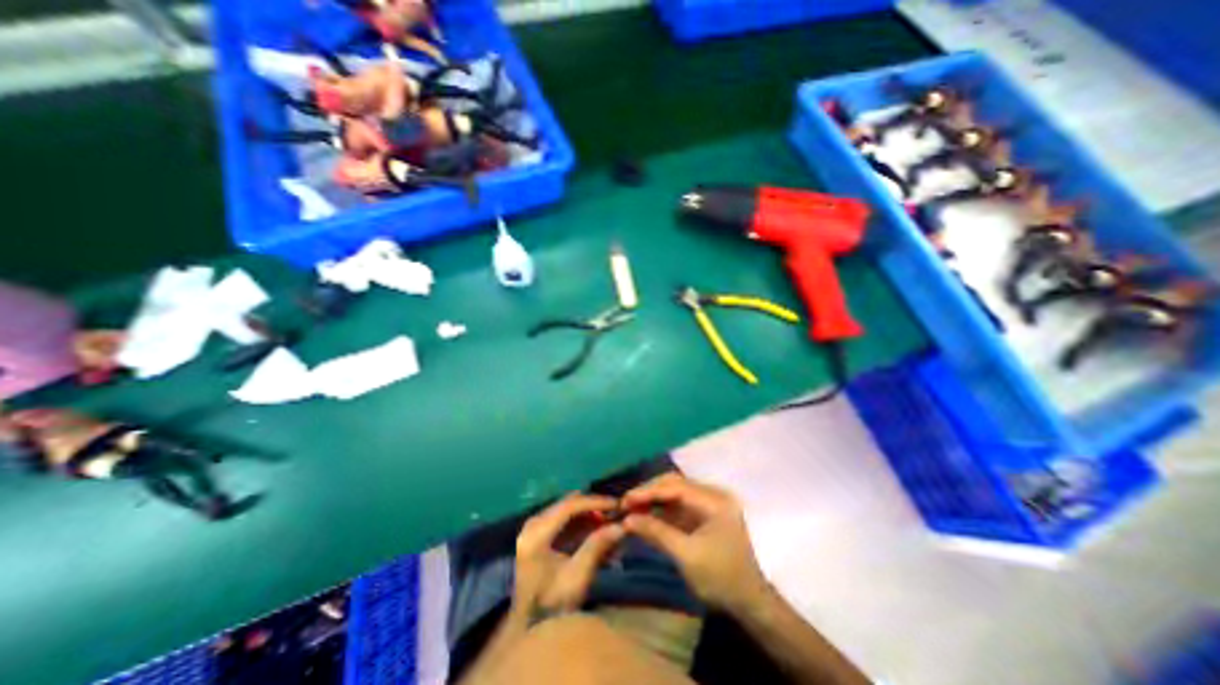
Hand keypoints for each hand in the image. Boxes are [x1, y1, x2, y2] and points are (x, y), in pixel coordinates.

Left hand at [513, 491, 628, 614]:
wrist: (530, 628)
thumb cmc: (552, 604)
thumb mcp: (577, 576)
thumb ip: (597, 546)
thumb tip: (621, 526)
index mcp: (537, 533)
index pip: (569, 506)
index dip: (594, 502)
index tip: (616, 504)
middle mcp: (533, 524)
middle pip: (567, 504)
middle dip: (592, 507)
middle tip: (613, 513)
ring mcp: (533, 528)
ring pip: (565, 510)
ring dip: (587, 514)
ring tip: (607, 523)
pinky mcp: (538, 535)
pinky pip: (562, 519)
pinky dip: (579, 522)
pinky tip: (596, 530)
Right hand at [623, 473, 764, 612]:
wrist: (750, 604)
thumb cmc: (721, 579)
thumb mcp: (686, 556)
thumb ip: (657, 532)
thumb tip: (627, 519)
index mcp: (714, 500)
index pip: (676, 486)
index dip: (648, 491)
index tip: (626, 499)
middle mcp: (712, 495)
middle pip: (675, 484)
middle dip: (649, 492)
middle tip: (626, 503)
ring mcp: (709, 504)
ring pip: (674, 493)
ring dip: (653, 500)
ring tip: (631, 508)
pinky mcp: (703, 515)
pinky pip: (678, 505)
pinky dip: (661, 510)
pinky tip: (645, 515)